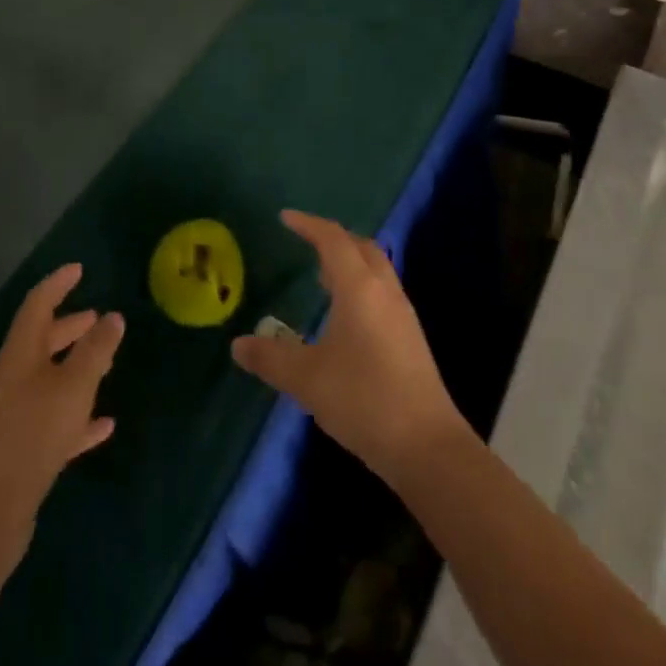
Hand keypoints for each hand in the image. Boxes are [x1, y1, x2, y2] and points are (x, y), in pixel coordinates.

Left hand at [0, 264, 124, 561]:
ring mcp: (15, 418)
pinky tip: (104, 425)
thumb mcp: (72, 386)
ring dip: (77, 369)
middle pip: (42, 342)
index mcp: (20, 354)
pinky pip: (55, 423)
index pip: (38, 304)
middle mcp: (14, 379)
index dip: (57, 283)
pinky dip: (79, 417)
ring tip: (108, 363)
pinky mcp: (22, 453)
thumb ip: (95, 350)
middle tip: (97, 317)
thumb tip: (112, 316)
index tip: (79, 269)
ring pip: (50, 381)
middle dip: (69, 327)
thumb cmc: (30, 436)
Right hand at [231, 210, 468, 486]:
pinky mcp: (410, 339)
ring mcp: (402, 314)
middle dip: (333, 239)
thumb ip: (270, 358)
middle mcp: (384, 291)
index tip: (286, 218)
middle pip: (361, 247)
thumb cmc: (363, 399)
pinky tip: (346, 318)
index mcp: (359, 287)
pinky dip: (361, 287)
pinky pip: (382, 293)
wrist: (427, 447)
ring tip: (323, 277)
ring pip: (376, 270)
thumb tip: (238, 345)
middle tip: (307, 243)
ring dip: (350, 264)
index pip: (332, 239)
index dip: (308, 224)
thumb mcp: (307, 379)